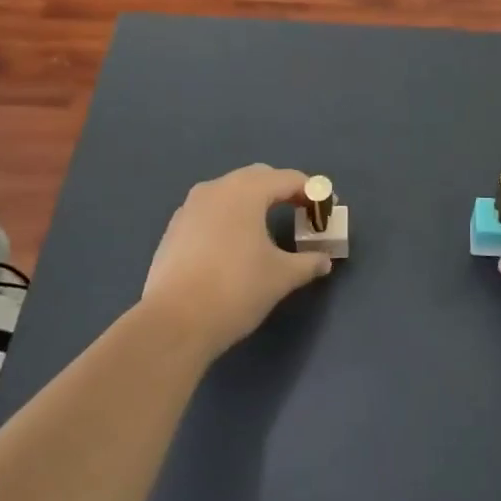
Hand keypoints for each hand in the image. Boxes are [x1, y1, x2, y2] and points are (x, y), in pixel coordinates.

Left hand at [140, 165, 332, 358]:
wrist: (173, 323)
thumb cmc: (235, 290)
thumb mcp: (281, 277)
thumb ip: (307, 263)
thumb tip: (323, 261)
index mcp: (246, 191)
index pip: (289, 179)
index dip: (313, 192)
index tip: (327, 210)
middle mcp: (216, 188)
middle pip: (258, 177)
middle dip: (283, 190)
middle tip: (302, 213)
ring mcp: (190, 207)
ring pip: (230, 192)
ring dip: (254, 202)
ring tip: (269, 227)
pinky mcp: (174, 229)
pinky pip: (211, 210)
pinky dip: (230, 217)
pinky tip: (235, 244)